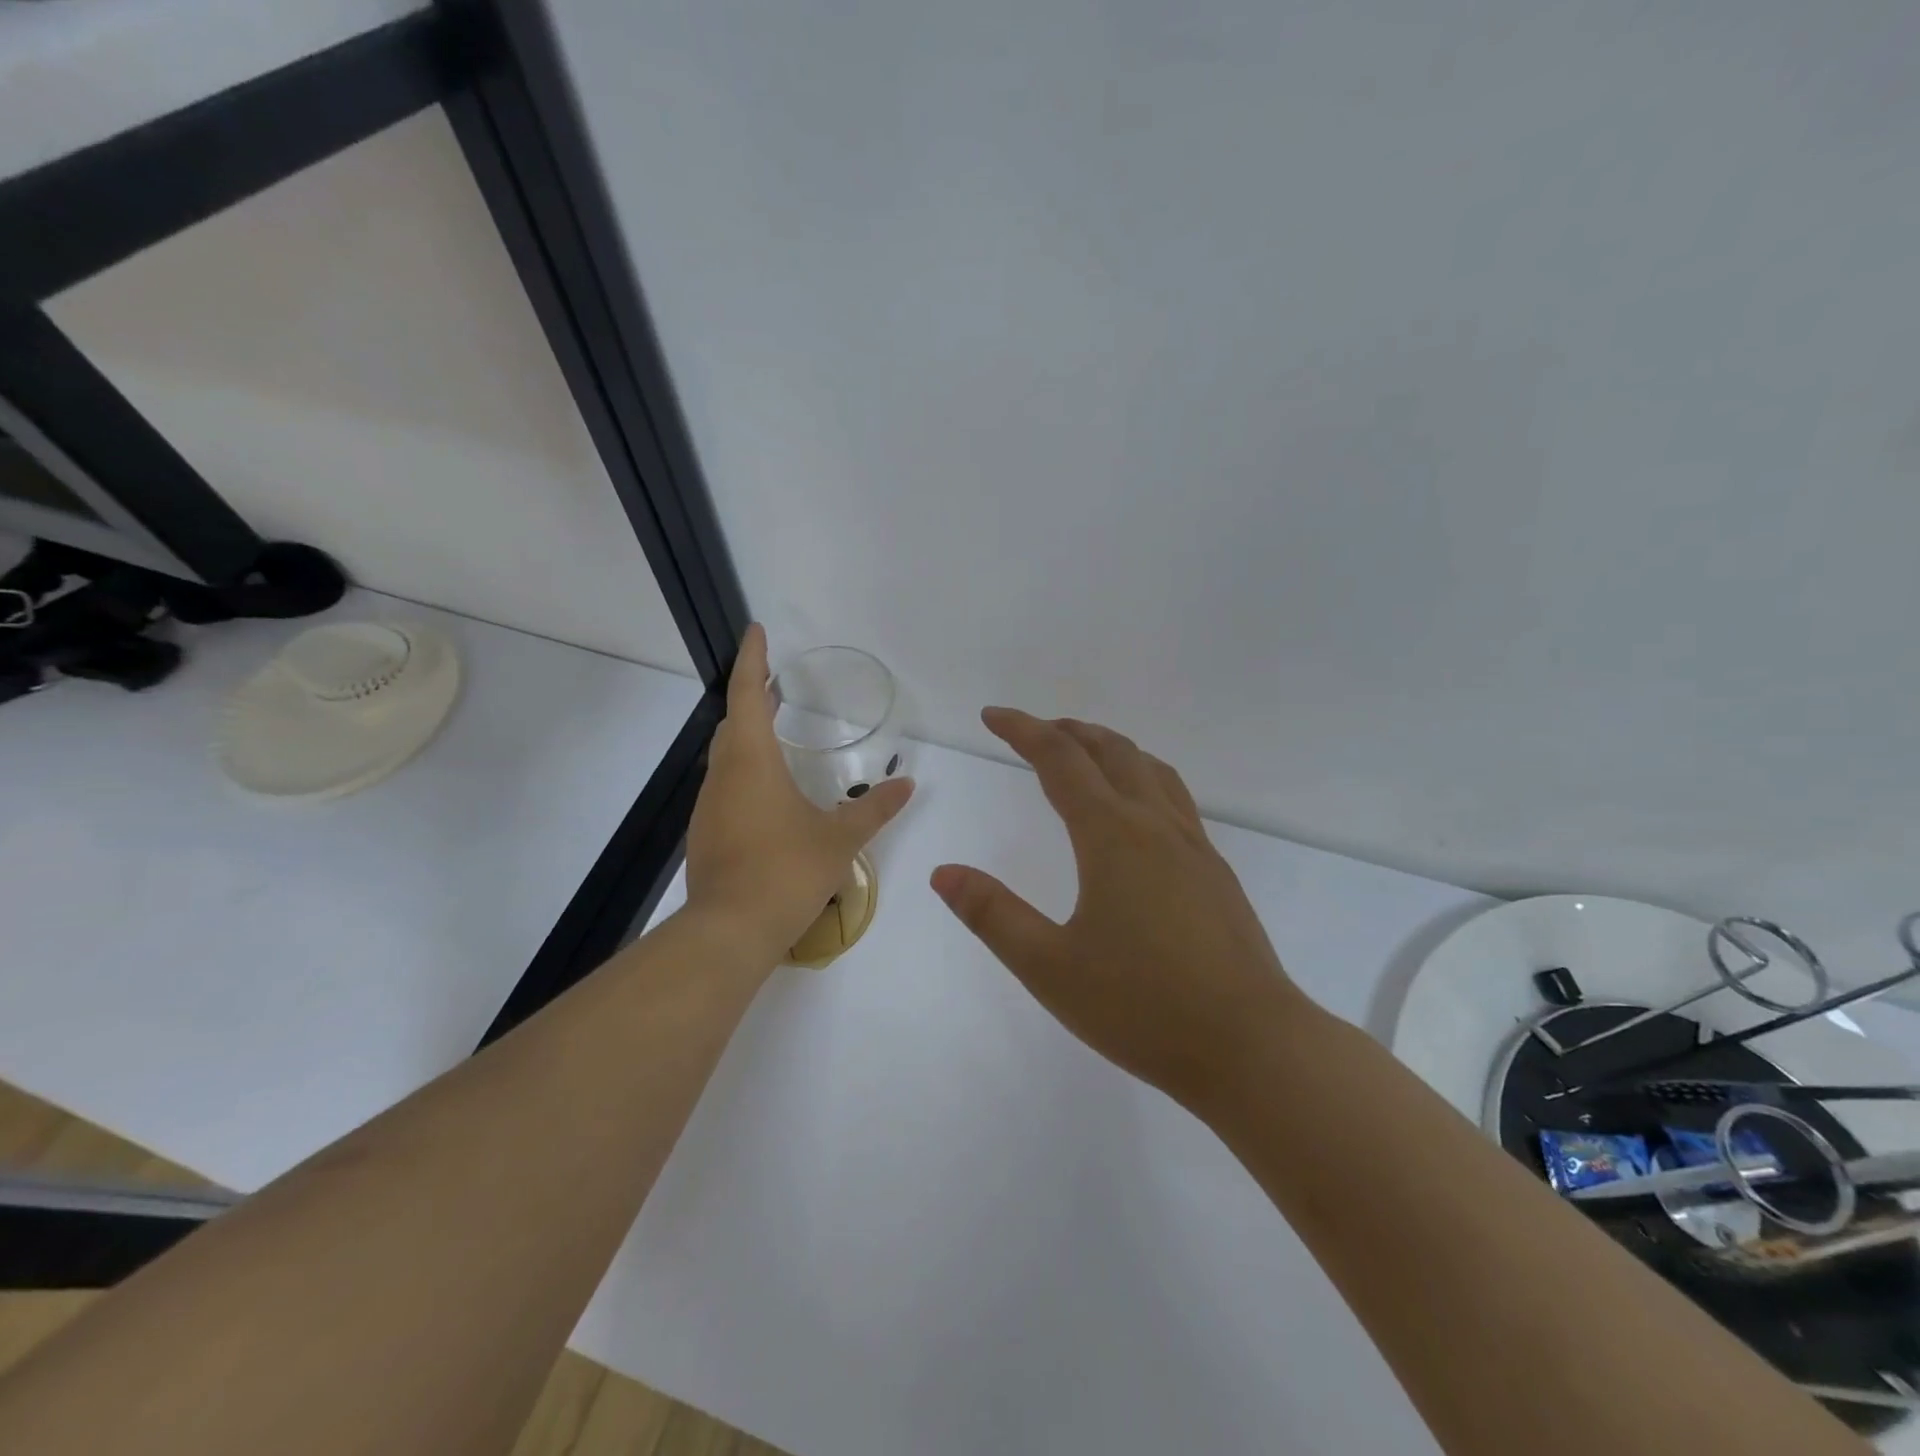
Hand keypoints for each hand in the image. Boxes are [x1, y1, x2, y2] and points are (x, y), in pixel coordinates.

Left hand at [685, 625, 913, 964]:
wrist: (730, 932)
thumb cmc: (787, 872)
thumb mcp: (840, 839)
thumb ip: (874, 810)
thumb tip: (907, 785)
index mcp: (753, 763)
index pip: (747, 695)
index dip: (752, 660)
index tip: (756, 631)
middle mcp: (724, 776)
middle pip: (733, 723)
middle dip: (751, 698)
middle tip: (775, 686)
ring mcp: (710, 807)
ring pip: (726, 757)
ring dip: (747, 737)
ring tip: (775, 733)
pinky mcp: (707, 834)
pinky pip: (726, 787)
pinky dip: (745, 772)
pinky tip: (768, 795)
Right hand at [931, 709, 1305, 1111]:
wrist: (1252, 1046)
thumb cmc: (1142, 1007)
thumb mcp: (1049, 967)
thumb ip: (992, 914)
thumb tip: (944, 872)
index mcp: (1111, 836)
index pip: (1059, 760)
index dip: (1022, 730)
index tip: (992, 716)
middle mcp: (1155, 825)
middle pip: (1110, 751)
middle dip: (1067, 731)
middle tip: (1032, 731)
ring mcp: (1193, 846)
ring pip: (1150, 768)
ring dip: (1110, 748)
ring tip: (1084, 753)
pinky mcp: (1216, 871)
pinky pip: (1174, 797)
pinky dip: (1142, 776)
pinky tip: (1138, 812)